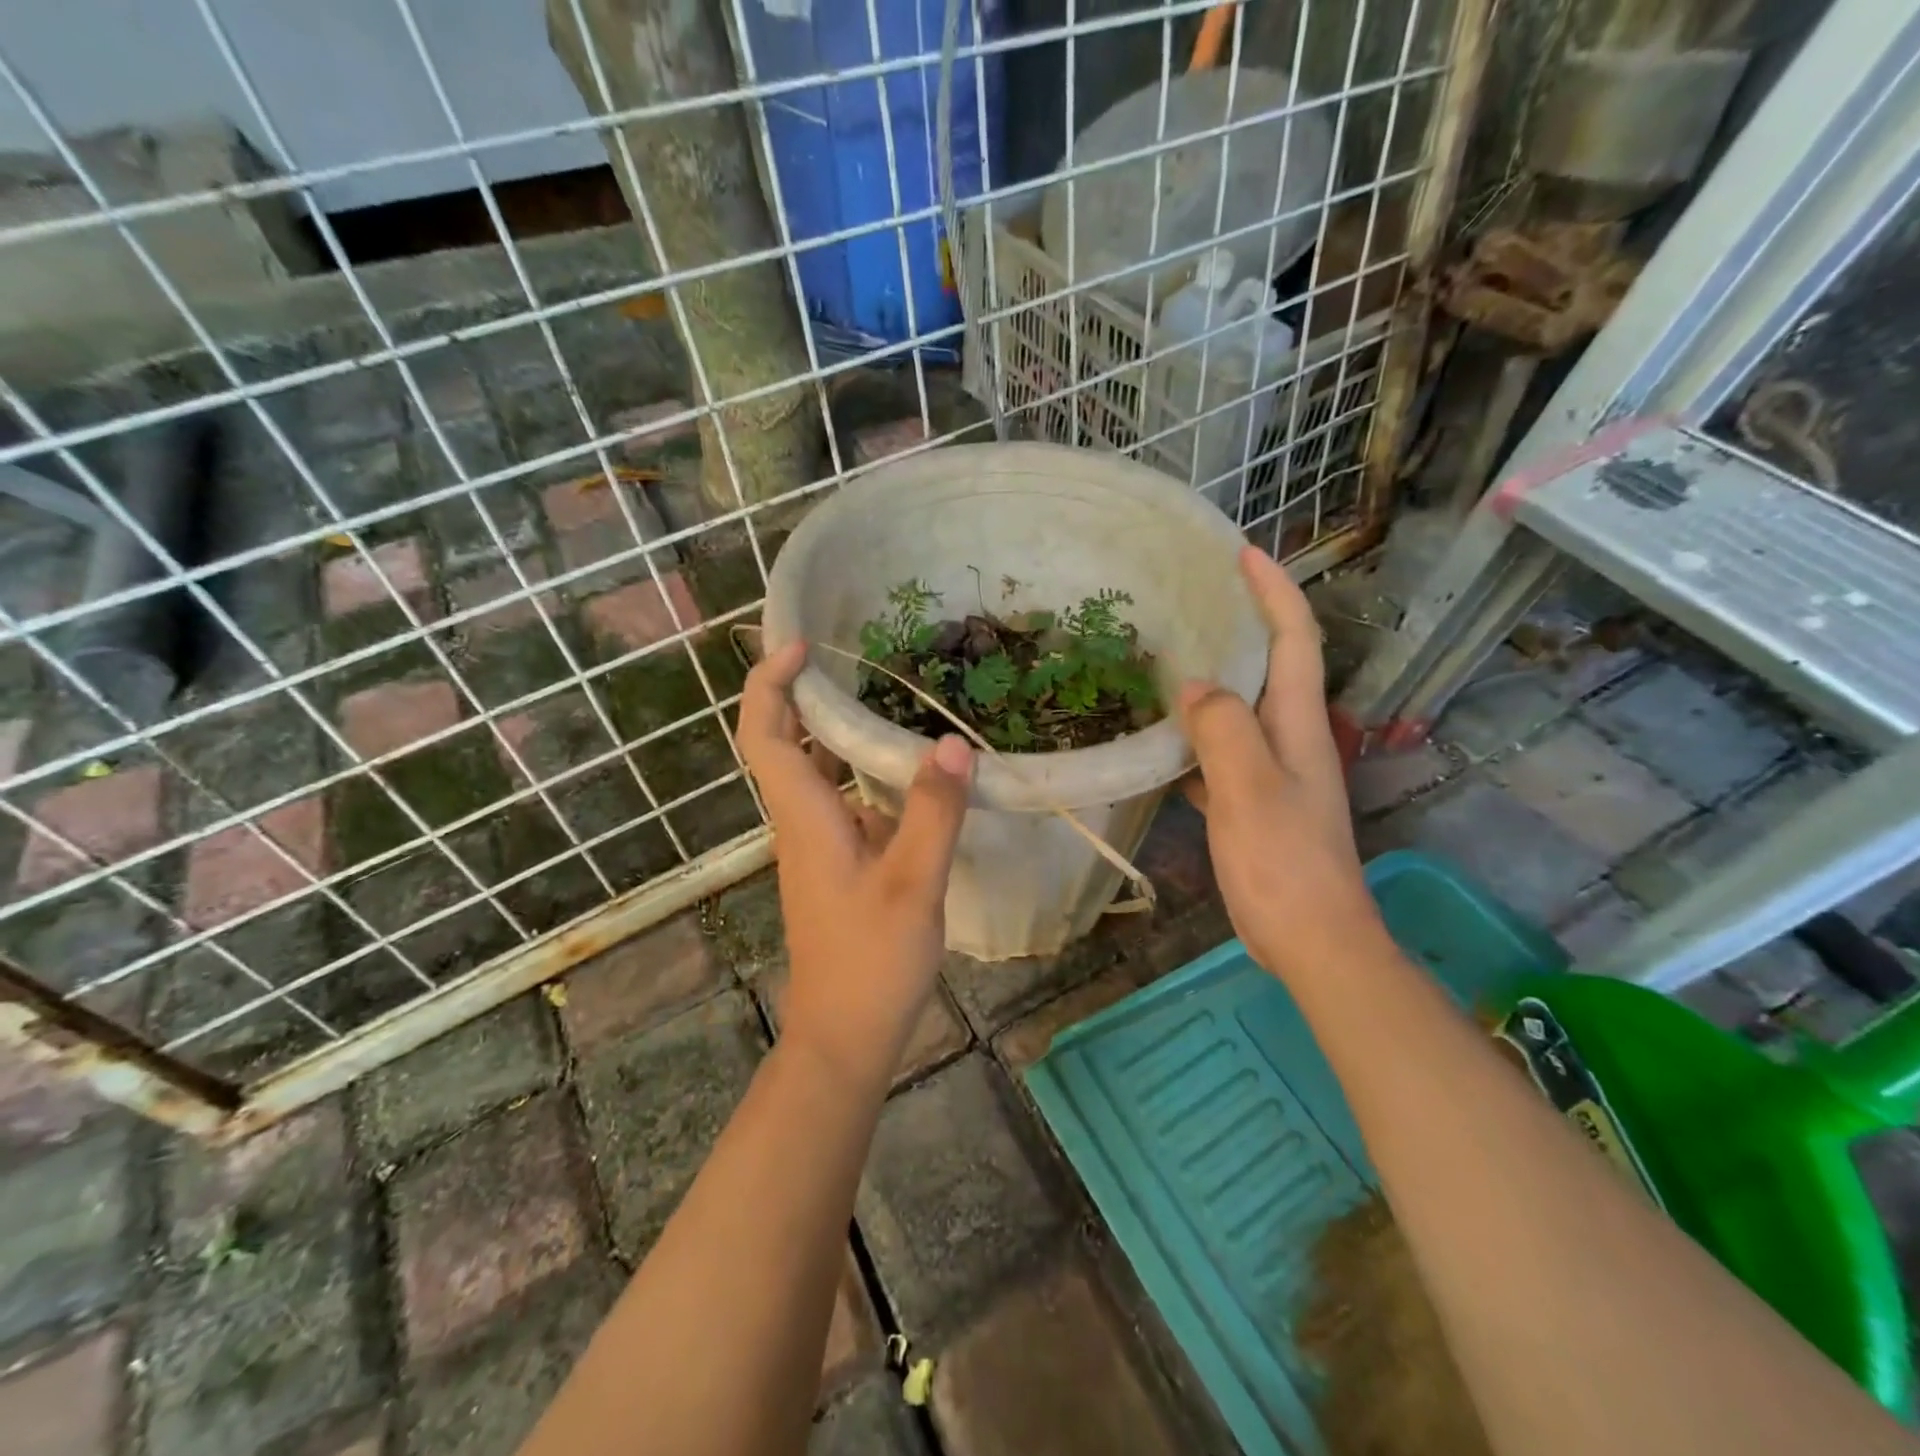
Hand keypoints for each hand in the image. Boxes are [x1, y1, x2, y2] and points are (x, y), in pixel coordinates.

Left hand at [737, 640, 972, 1087]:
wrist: (844, 1035)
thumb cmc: (871, 961)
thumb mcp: (913, 884)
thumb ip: (932, 813)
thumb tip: (951, 744)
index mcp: (806, 819)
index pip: (765, 735)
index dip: (770, 684)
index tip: (801, 645)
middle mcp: (801, 824)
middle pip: (781, 744)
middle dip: (798, 692)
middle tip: (844, 652)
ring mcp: (817, 846)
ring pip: (812, 772)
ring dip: (830, 729)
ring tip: (879, 693)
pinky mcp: (836, 864)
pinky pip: (838, 799)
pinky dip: (857, 769)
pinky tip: (903, 769)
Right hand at [1180, 547, 1386, 982]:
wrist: (1313, 940)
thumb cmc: (1284, 864)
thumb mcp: (1249, 790)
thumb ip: (1223, 730)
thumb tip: (1194, 686)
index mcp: (1299, 725)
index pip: (1295, 639)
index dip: (1274, 592)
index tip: (1243, 555)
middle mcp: (1293, 739)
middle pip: (1271, 667)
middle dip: (1242, 625)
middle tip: (1193, 601)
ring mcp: (1276, 773)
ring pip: (1243, 711)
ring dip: (1214, 682)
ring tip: (1168, 661)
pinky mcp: (1256, 803)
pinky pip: (1224, 753)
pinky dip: (1198, 737)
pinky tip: (1164, 742)